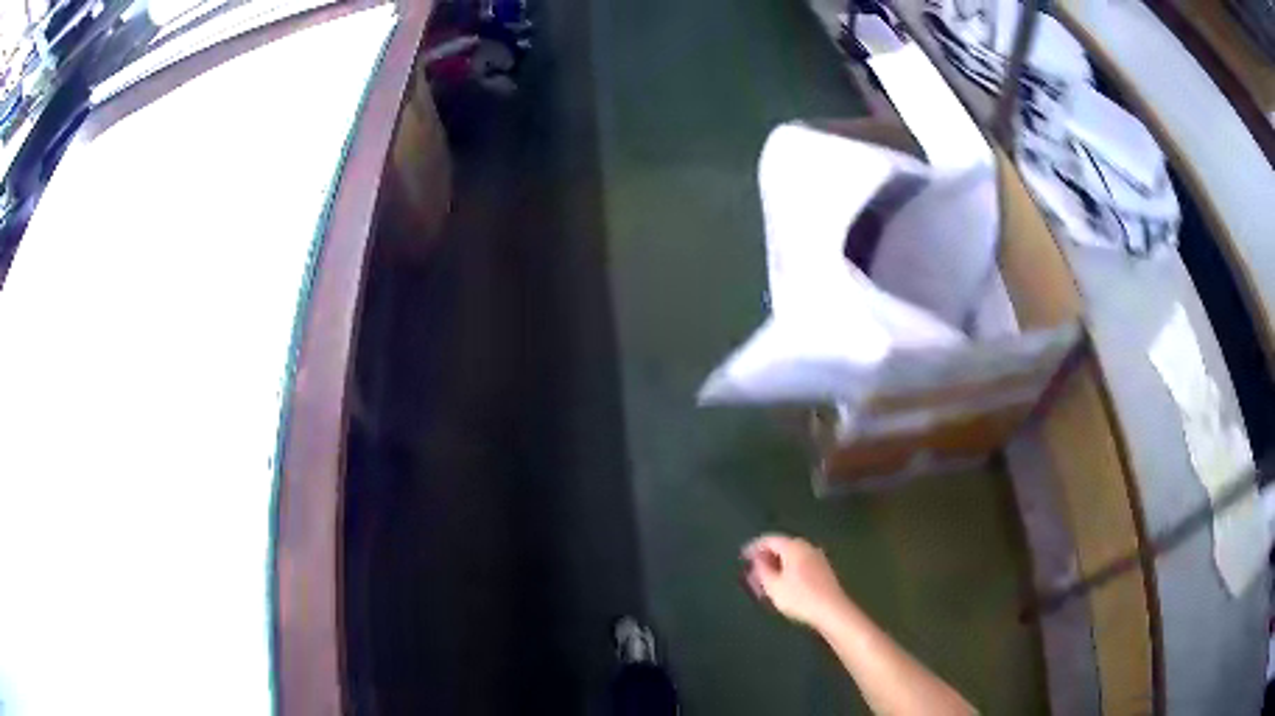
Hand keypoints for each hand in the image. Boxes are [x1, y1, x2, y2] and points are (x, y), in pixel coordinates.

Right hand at [742, 534, 851, 627]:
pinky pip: (800, 563)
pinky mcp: (823, 569)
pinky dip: (787, 570)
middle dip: (765, 558)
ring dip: (776, 565)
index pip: (769, 539)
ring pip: (791, 556)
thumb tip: (756, 559)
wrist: (832, 610)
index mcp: (794, 547)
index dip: (754, 547)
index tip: (742, 557)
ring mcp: (817, 557)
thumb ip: (762, 570)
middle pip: (781, 547)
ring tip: (765, 581)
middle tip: (752, 572)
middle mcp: (807, 547)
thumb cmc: (800, 597)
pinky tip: (783, 584)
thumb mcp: (773, 586)